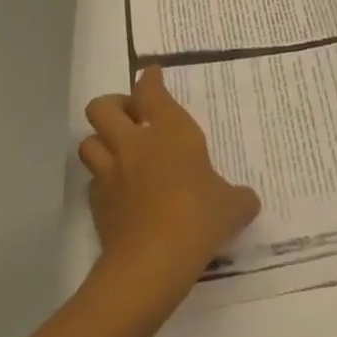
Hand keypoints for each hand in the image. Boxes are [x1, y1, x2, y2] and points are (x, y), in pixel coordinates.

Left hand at [79, 68, 261, 320]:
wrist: (153, 261)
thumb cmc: (198, 218)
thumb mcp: (232, 206)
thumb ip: (239, 198)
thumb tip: (247, 201)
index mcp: (170, 131)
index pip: (151, 91)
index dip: (149, 79)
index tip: (152, 75)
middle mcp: (134, 143)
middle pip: (103, 107)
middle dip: (113, 105)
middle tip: (131, 117)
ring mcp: (111, 173)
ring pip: (88, 141)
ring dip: (100, 141)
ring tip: (118, 151)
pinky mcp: (97, 204)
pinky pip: (92, 182)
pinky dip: (102, 181)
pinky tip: (118, 191)